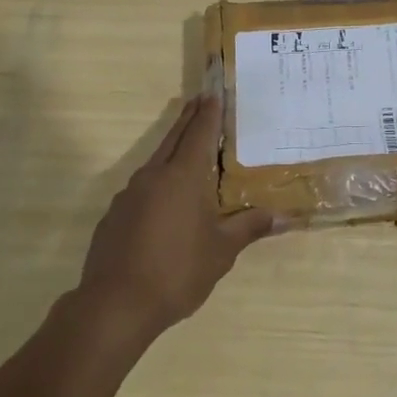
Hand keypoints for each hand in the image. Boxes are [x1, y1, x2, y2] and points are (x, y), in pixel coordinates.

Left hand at [77, 95, 277, 338]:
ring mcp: (129, 195)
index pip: (200, 133)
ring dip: (172, 150)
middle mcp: (154, 176)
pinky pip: (141, 189)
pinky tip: (163, 203)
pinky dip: (157, 183)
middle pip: (174, 138)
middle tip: (201, 101)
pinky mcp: (114, 216)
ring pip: (155, 162)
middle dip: (189, 119)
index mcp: (183, 176)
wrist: (116, 305)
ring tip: (187, 151)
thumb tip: (282, 216)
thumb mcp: (222, 251)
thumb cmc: (177, 271)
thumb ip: (249, 227)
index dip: (209, 113)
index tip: (214, 92)